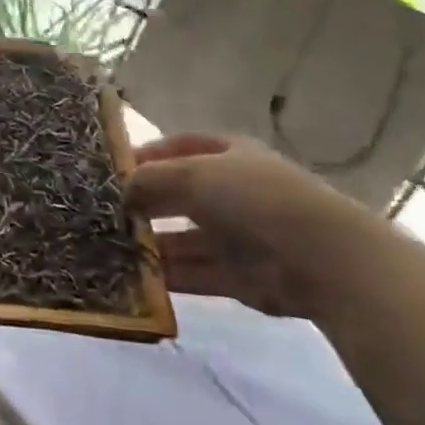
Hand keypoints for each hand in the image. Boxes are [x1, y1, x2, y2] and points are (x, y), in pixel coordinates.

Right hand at [125, 133, 374, 319]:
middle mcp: (232, 193)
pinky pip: (192, 272)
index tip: (110, 168)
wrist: (323, 260)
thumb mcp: (193, 174)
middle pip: (178, 195)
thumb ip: (150, 179)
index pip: (179, 147)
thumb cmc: (255, 198)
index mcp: (229, 156)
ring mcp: (236, 237)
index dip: (146, 154)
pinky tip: (130, 276)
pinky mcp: (237, 277)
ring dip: (149, 243)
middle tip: (101, 212)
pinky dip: (164, 275)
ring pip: (181, 239)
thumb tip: (121, 189)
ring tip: (106, 247)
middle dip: (143, 202)